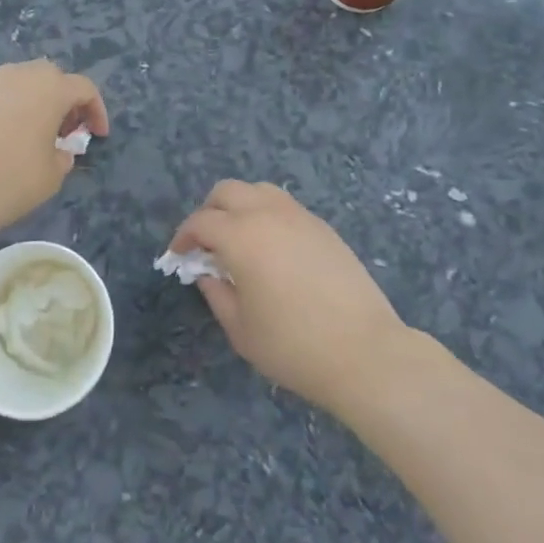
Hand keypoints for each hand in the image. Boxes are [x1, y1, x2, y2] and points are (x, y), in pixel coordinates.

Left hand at [0, 60, 108, 232]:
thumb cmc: (12, 179)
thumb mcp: (53, 175)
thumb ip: (63, 155)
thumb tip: (59, 150)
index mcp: (50, 88)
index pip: (84, 88)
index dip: (96, 110)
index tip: (97, 135)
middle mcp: (18, 74)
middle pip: (49, 77)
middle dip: (61, 99)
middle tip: (62, 130)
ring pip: (15, 83)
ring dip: (28, 102)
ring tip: (27, 133)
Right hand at [170, 181, 406, 416]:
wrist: (364, 352)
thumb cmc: (293, 346)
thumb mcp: (241, 330)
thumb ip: (217, 294)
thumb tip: (207, 273)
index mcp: (241, 236)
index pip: (201, 222)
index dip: (184, 237)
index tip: (179, 257)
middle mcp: (267, 214)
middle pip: (227, 191)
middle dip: (209, 212)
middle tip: (206, 244)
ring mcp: (299, 216)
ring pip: (258, 190)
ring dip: (240, 206)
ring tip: (239, 240)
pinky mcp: (322, 226)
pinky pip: (284, 206)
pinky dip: (267, 215)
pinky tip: (272, 249)